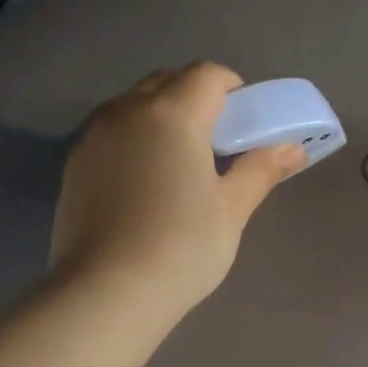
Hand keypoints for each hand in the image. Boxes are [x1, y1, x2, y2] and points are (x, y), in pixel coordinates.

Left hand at [50, 63, 304, 317]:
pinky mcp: (74, 165)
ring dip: (161, 116)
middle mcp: (127, 112)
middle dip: (195, 97)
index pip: (206, 75)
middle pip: (167, 82)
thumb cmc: (182, 246)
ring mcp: (94, 137)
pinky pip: (111, 134)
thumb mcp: (231, 209)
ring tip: (180, 162)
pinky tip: (145, 184)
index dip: (231, 88)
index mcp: (172, 114)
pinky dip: (134, 141)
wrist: (107, 291)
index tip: (244, 120)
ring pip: (134, 106)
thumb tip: (293, 149)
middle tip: (217, 140)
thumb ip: (260, 170)